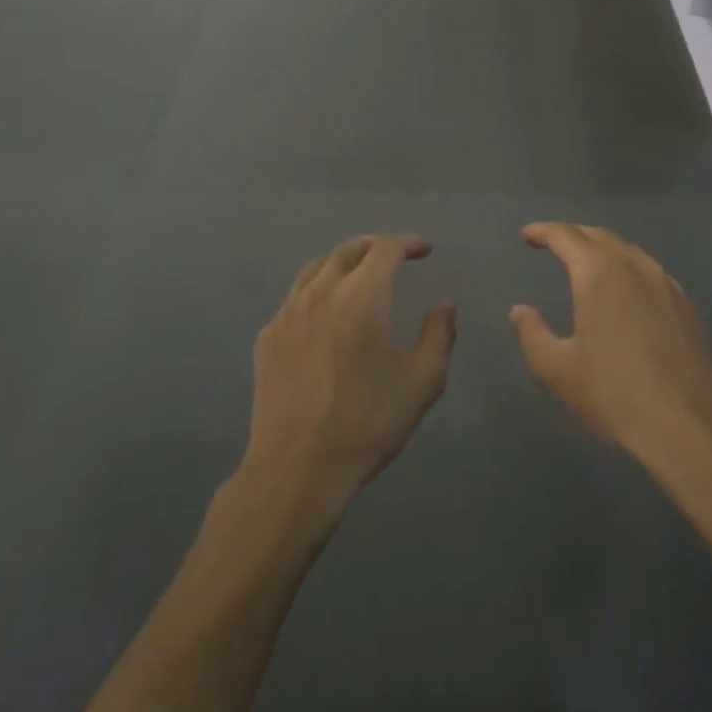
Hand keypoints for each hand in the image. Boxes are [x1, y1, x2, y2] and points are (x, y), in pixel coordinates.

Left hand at [244, 234, 456, 516]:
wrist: (297, 468)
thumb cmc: (367, 421)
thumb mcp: (423, 380)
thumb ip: (439, 333)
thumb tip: (444, 304)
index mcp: (360, 296)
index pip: (384, 249)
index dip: (407, 243)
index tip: (425, 250)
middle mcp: (320, 293)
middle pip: (347, 250)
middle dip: (375, 245)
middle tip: (395, 253)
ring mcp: (287, 314)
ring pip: (315, 268)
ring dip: (343, 262)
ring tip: (360, 273)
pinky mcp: (267, 338)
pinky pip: (295, 298)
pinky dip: (317, 290)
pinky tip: (326, 313)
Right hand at [511, 224, 711, 484]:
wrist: (689, 429)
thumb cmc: (613, 395)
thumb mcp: (556, 371)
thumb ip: (532, 334)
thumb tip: (521, 311)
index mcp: (599, 274)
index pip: (566, 236)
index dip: (543, 231)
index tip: (526, 235)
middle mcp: (635, 267)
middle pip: (600, 236)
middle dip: (573, 235)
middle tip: (553, 243)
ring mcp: (668, 285)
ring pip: (630, 252)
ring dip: (604, 250)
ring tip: (588, 264)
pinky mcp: (689, 308)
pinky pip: (652, 274)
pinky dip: (630, 270)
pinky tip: (628, 293)